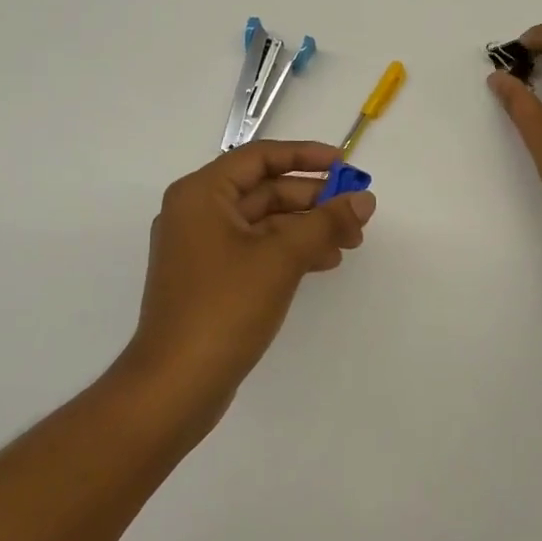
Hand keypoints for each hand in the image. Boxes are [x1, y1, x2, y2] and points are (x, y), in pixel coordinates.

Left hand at [125, 141, 374, 426]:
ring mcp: (203, 248)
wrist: (176, 384)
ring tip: (350, 242)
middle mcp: (198, 212)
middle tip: (357, 213)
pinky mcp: (212, 278)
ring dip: (308, 227)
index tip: (345, 166)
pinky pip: (258, 249)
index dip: (306, 156)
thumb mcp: (282, 257)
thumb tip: (365, 200)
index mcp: (202, 194)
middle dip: (314, 200)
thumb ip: (326, 222)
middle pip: (265, 190)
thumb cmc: (225, 307)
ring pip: (265, 222)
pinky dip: (291, 250)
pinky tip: (324, 261)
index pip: (260, 157)